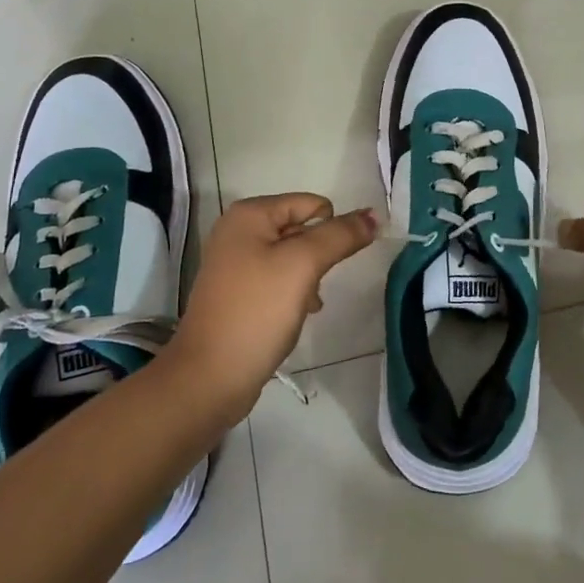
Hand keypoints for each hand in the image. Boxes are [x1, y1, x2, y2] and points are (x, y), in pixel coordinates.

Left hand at [167, 194, 376, 421]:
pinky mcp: (238, 292)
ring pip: (293, 257)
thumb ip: (340, 236)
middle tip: (313, 286)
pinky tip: (297, 315)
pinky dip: (293, 293)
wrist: (210, 378)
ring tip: (306, 304)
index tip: (335, 263)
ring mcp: (235, 263)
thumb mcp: (303, 265)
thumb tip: (373, 215)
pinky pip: (278, 280)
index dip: (332, 229)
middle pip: (301, 229)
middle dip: (318, 256)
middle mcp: (238, 231)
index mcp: (249, 215)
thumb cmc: (257, 311)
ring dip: (309, 277)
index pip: (311, 204)